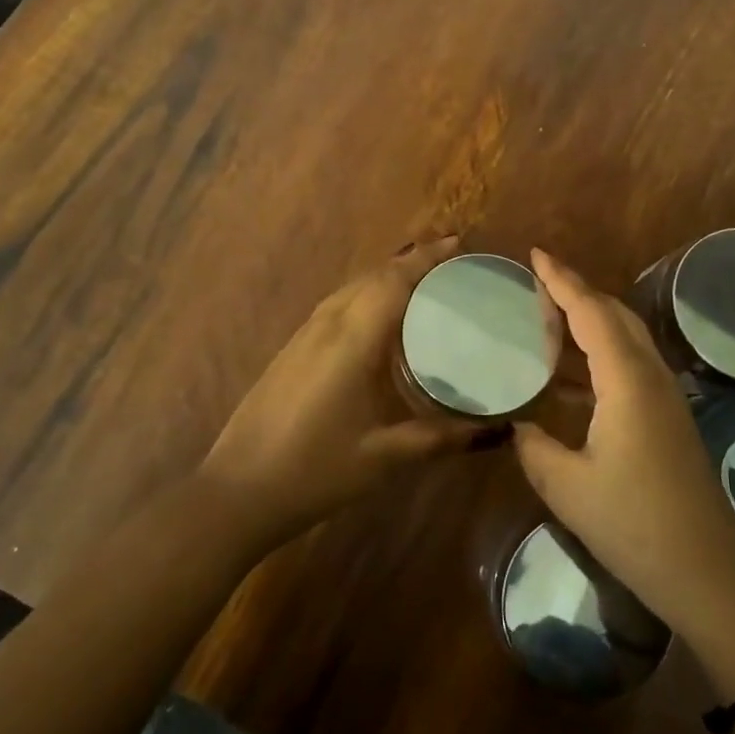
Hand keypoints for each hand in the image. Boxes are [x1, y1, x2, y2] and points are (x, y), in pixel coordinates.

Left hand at [197, 237, 496, 555]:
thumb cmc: (315, 471)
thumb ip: (441, 438)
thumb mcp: (384, 457)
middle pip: (371, 277)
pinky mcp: (292, 351)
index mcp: (351, 340)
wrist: (237, 490)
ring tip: (423, 284)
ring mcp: (303, 336)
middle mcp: (326, 326)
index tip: (457, 243)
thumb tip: (497, 432)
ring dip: (386, 277)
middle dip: (410, 262)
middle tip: (451, 264)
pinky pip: (337, 307)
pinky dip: (366, 297)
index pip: (392, 281)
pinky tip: (381, 321)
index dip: (425, 258)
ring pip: (351, 289)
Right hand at [514, 249, 734, 640]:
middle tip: (538, 282)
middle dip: (578, 291)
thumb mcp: (567, 488)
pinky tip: (569, 376)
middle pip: (614, 315)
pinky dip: (598, 353)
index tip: (536, 255)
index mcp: (626, 382)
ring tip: (549, 317)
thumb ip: (534, 447)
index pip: (591, 313)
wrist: (708, 571)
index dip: (562, 281)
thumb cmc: (635, 525)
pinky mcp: (668, 418)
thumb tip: (518, 426)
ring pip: (626, 338)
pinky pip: (629, 365)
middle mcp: (651, 377)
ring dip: (590, 320)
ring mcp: (665, 397)